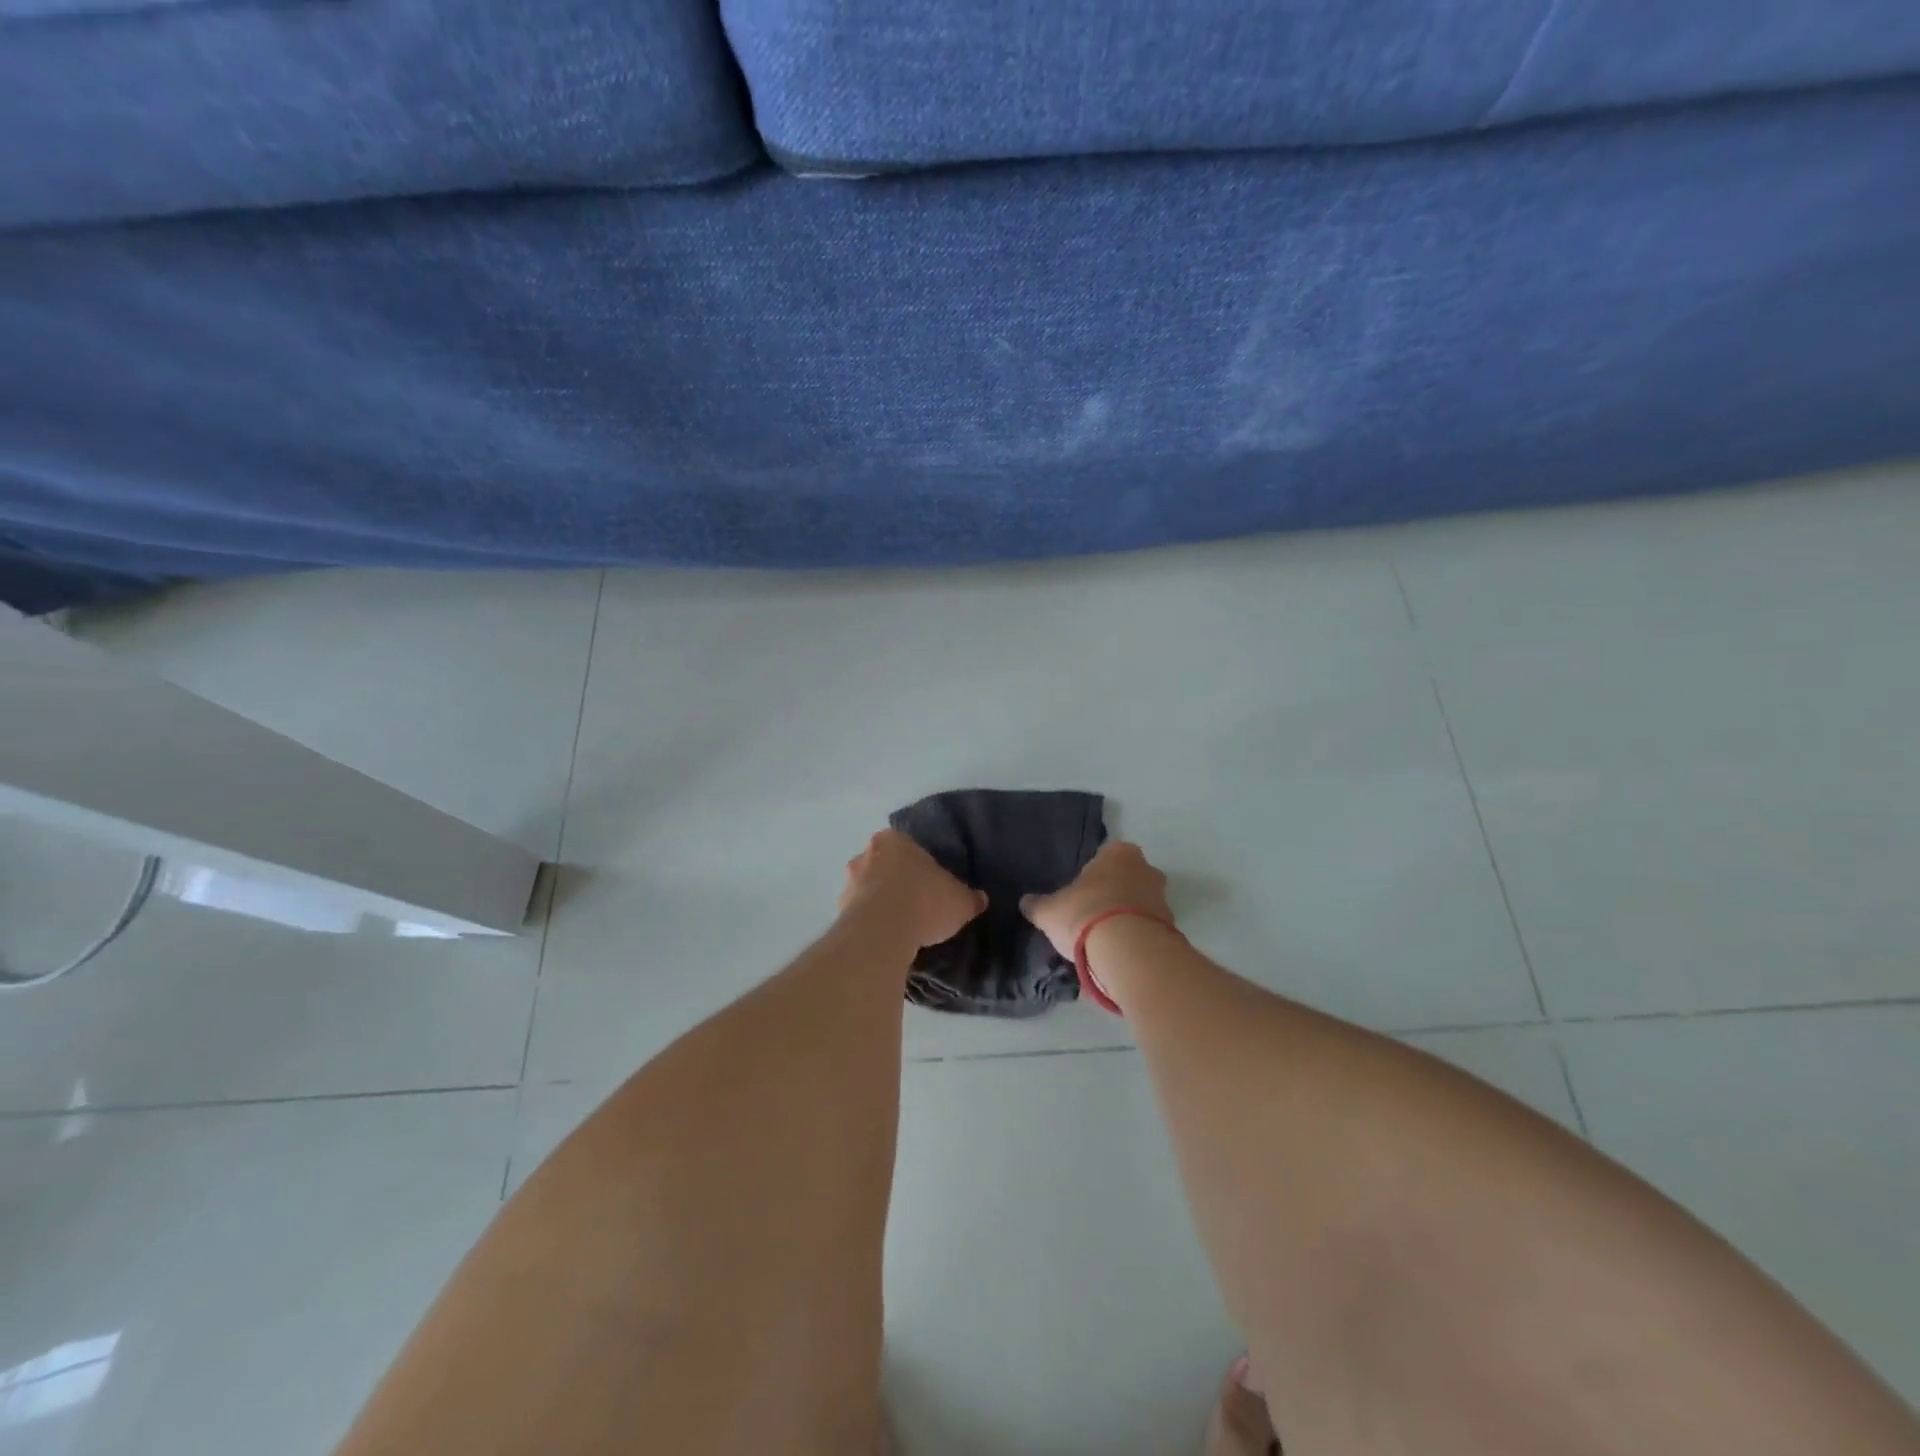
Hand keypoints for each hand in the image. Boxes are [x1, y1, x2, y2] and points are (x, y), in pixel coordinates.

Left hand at [839, 829, 987, 947]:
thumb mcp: (960, 900)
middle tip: (914, 903)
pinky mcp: (839, 910)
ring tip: (899, 926)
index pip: (907, 846)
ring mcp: (849, 882)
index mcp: (895, 840)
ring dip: (879, 902)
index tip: (929, 884)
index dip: (919, 865)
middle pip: (883, 864)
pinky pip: (858, 914)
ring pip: (867, 888)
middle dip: (895, 880)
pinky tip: (884, 939)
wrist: (883, 930)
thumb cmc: (925, 901)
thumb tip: (980, 899)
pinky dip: (869, 923)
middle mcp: (867, 854)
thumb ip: (969, 898)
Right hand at [1020, 841, 1173, 959]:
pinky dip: (1135, 937)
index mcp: (1119, 853)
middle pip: (1127, 877)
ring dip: (1126, 916)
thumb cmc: (1085, 914)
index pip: (1106, 853)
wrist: (1128, 952)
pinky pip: (1148, 928)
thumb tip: (1025, 902)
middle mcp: (1146, 869)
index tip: (1081, 889)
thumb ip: (1038, 905)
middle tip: (1091, 912)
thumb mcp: (1050, 911)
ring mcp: (1163, 899)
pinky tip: (1118, 953)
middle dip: (1113, 892)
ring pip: (1140, 903)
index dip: (1093, 872)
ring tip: (1103, 939)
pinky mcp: (1171, 929)